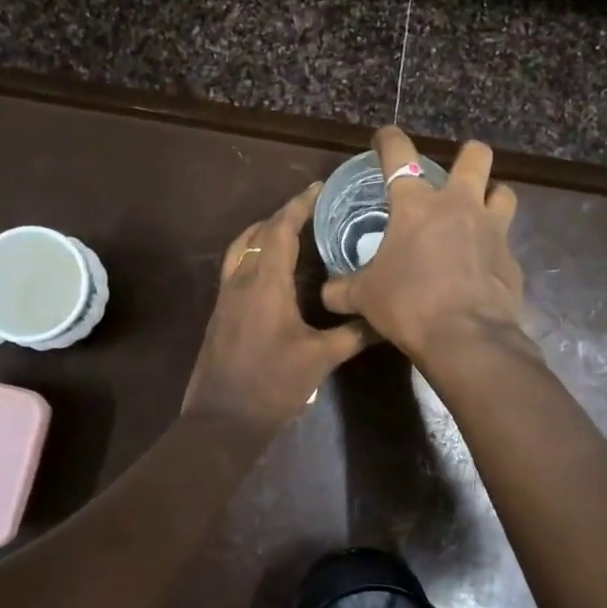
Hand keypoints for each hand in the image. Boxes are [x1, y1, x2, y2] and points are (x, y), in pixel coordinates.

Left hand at [184, 183, 373, 432]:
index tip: (319, 188)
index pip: (280, 229)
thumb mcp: (321, 358)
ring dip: (263, 232)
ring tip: (291, 231)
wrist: (222, 420)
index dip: (299, 204)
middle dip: (284, 215)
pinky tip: (274, 271)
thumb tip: (385, 317)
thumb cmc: (273, 385)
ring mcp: (226, 296)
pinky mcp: (221, 313)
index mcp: (265, 282)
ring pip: (242, 248)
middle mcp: (241, 280)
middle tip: (313, 209)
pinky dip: (254, 254)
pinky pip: (236, 267)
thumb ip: (354, 333)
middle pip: (259, 233)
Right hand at [321, 126, 526, 365]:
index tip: (385, 137)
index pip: (399, 154)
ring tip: (479, 212)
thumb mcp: (364, 297)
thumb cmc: (408, 304)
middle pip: (475, 156)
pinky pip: (506, 243)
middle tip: (455, 171)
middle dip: (468, 155)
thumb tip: (327, 293)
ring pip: (504, 192)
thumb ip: (342, 289)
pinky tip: (483, 267)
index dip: (389, 139)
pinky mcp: (512, 260)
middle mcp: (459, 206)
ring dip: (492, 196)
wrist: (466, 337)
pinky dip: (495, 248)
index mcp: (416, 205)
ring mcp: (493, 230)